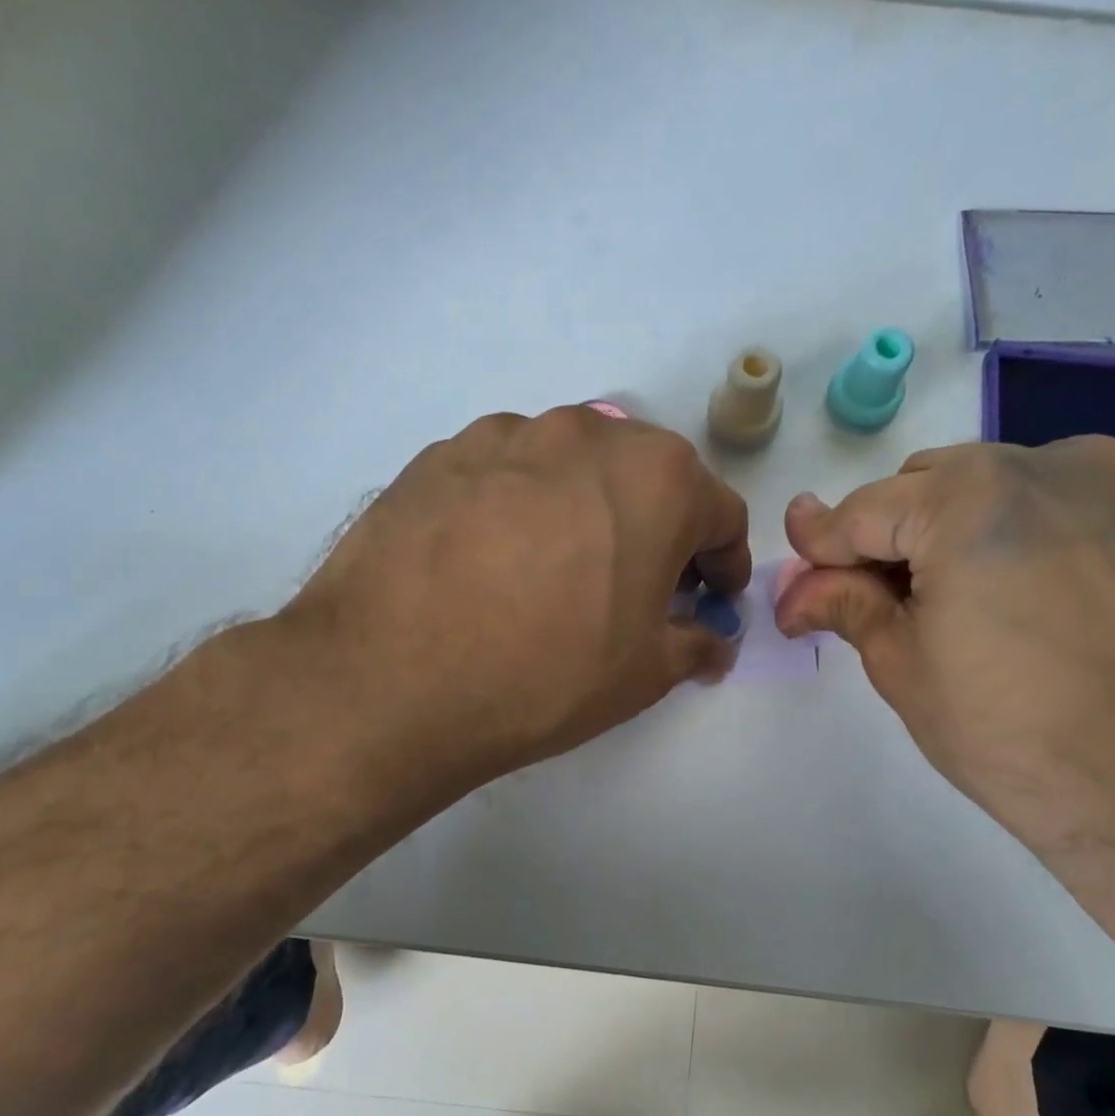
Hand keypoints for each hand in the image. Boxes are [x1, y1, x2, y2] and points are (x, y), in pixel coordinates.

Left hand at [262, 407, 748, 818]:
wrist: (390, 680)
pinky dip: (520, 508)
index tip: (710, 600)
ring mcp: (507, 435)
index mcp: (658, 478)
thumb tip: (712, 640)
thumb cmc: (546, 674)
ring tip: (558, 574)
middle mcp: (588, 435)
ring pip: (574, 470)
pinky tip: (493, 562)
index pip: (719, 513)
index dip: (724, 563)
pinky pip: (506, 475)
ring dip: (587, 511)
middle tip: (639, 588)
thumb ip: (696, 643)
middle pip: (647, 479)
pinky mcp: (441, 453)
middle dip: (659, 531)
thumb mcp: (645, 674)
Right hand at [774, 438, 1114, 856]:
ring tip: (937, 606)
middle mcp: (1039, 464)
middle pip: (919, 488)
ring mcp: (1100, 482)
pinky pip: (1036, 499)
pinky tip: (998, 594)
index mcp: (970, 500)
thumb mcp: (904, 667)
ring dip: (938, 533)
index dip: (819, 547)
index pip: (863, 511)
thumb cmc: (1014, 738)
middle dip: (881, 541)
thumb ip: (844, 604)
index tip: (794, 578)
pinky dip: (997, 532)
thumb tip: (794, 583)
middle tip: (865, 605)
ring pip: (978, 487)